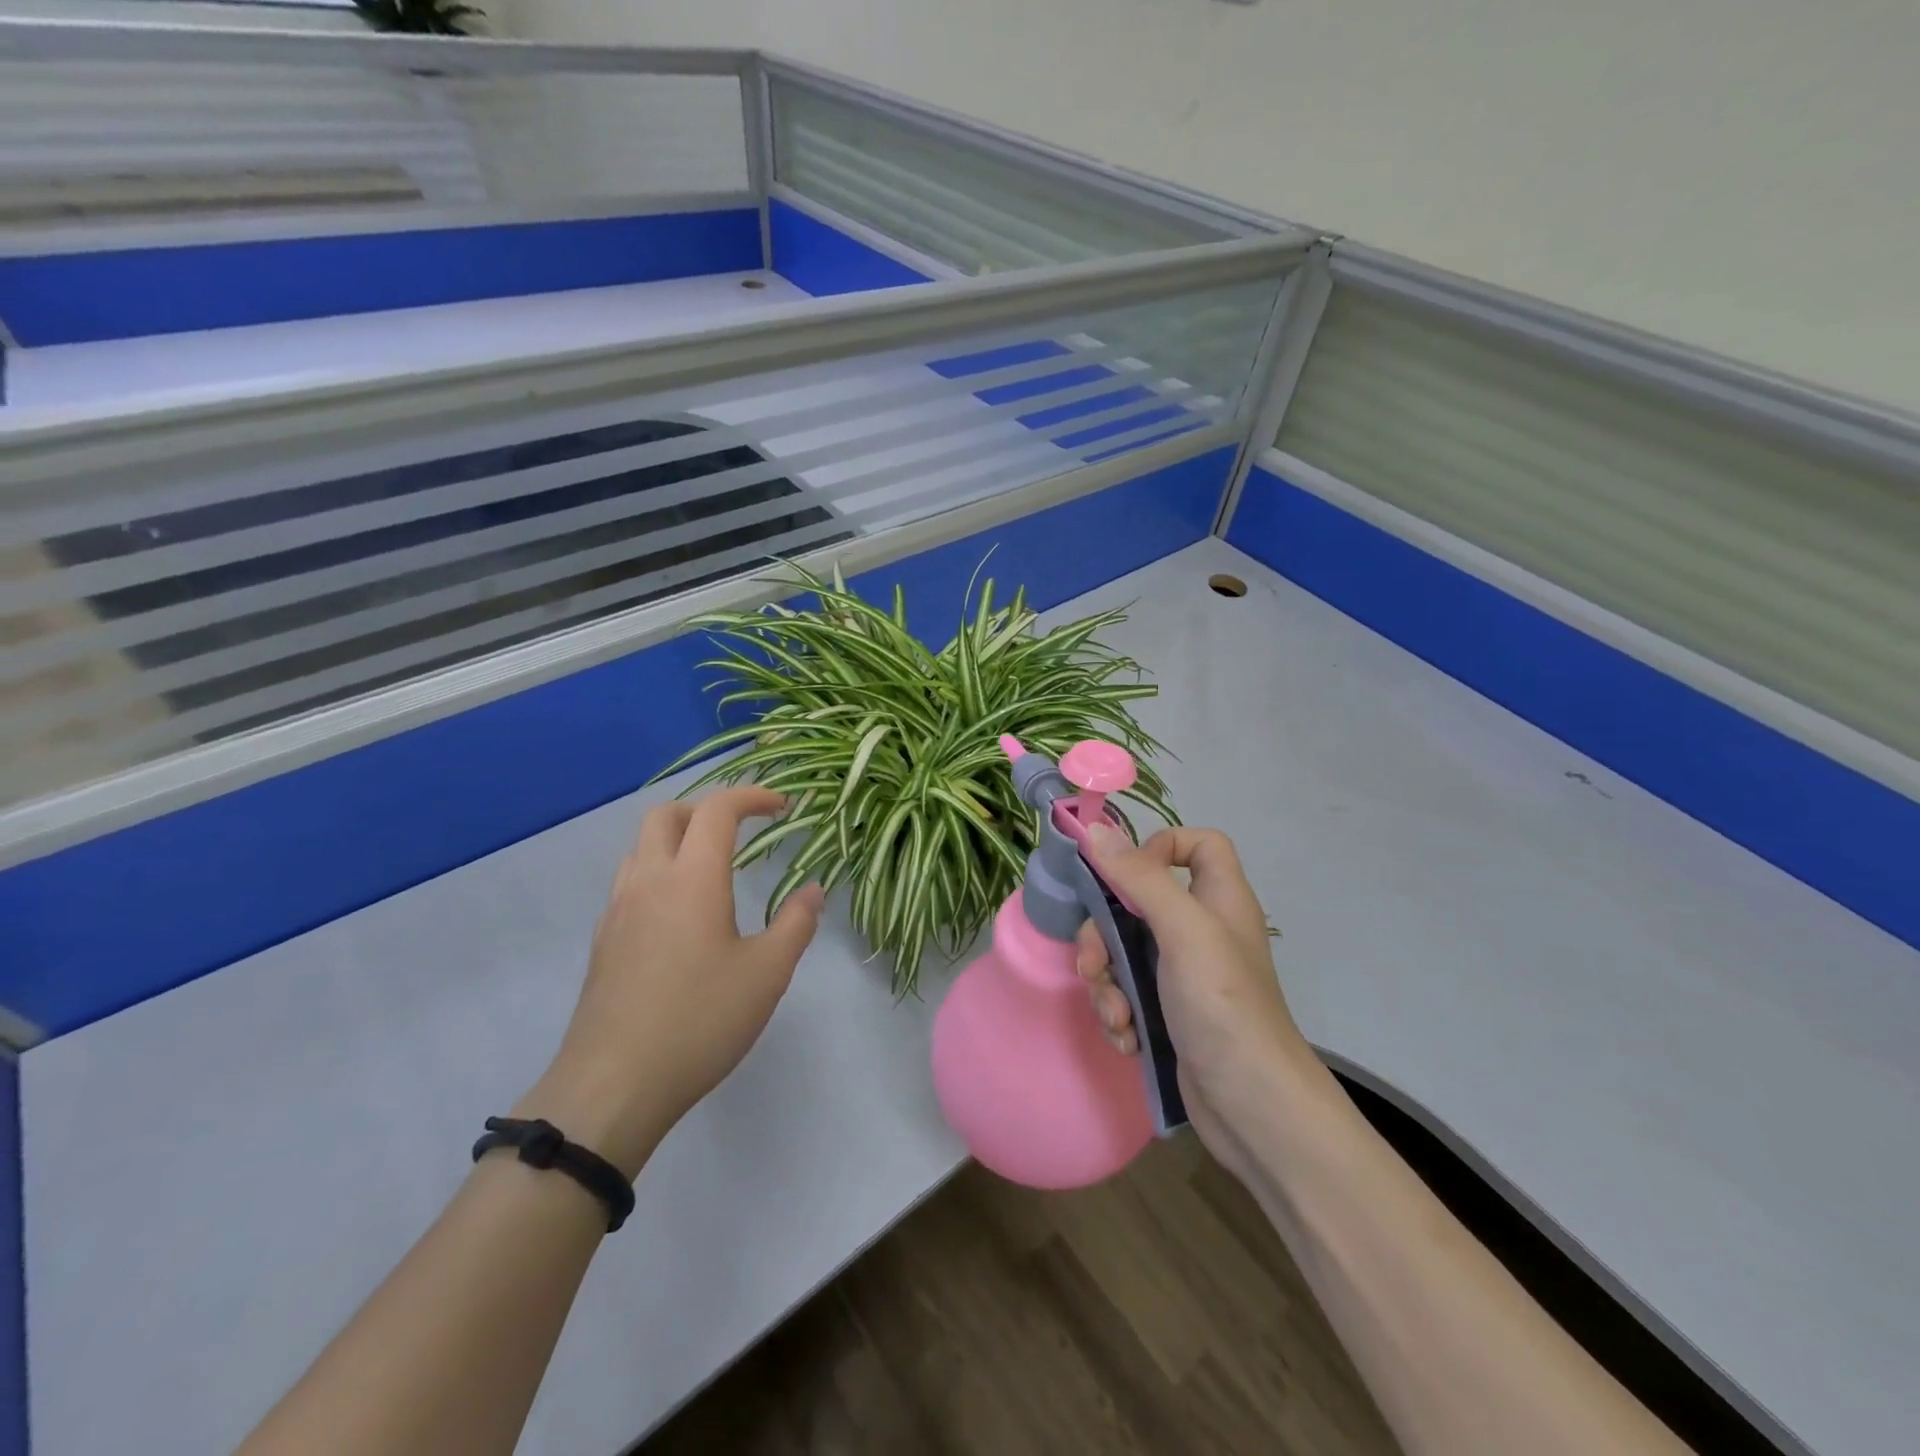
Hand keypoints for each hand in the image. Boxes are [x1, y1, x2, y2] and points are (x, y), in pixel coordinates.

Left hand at [516, 787, 824, 1179]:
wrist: (613, 1086)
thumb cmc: (699, 1021)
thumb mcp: (767, 974)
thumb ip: (796, 924)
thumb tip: (812, 890)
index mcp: (692, 878)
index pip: (717, 809)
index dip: (752, 796)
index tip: (782, 806)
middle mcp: (648, 881)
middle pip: (666, 814)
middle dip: (707, 808)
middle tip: (742, 830)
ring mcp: (617, 910)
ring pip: (641, 847)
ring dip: (677, 838)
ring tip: (712, 868)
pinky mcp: (603, 941)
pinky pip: (629, 882)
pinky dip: (658, 872)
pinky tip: (680, 915)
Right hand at [1076, 823, 1313, 1170]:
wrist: (1253, 1110)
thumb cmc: (1223, 1005)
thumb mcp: (1183, 931)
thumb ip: (1140, 878)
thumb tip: (1095, 830)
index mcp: (1219, 899)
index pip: (1197, 844)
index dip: (1161, 847)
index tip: (1127, 875)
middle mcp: (1201, 930)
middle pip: (1138, 901)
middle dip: (1105, 935)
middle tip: (1096, 965)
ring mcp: (1184, 974)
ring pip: (1123, 951)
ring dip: (1107, 983)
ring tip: (1116, 1017)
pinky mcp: (1168, 1011)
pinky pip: (1128, 992)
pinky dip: (1119, 1013)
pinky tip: (1126, 1040)